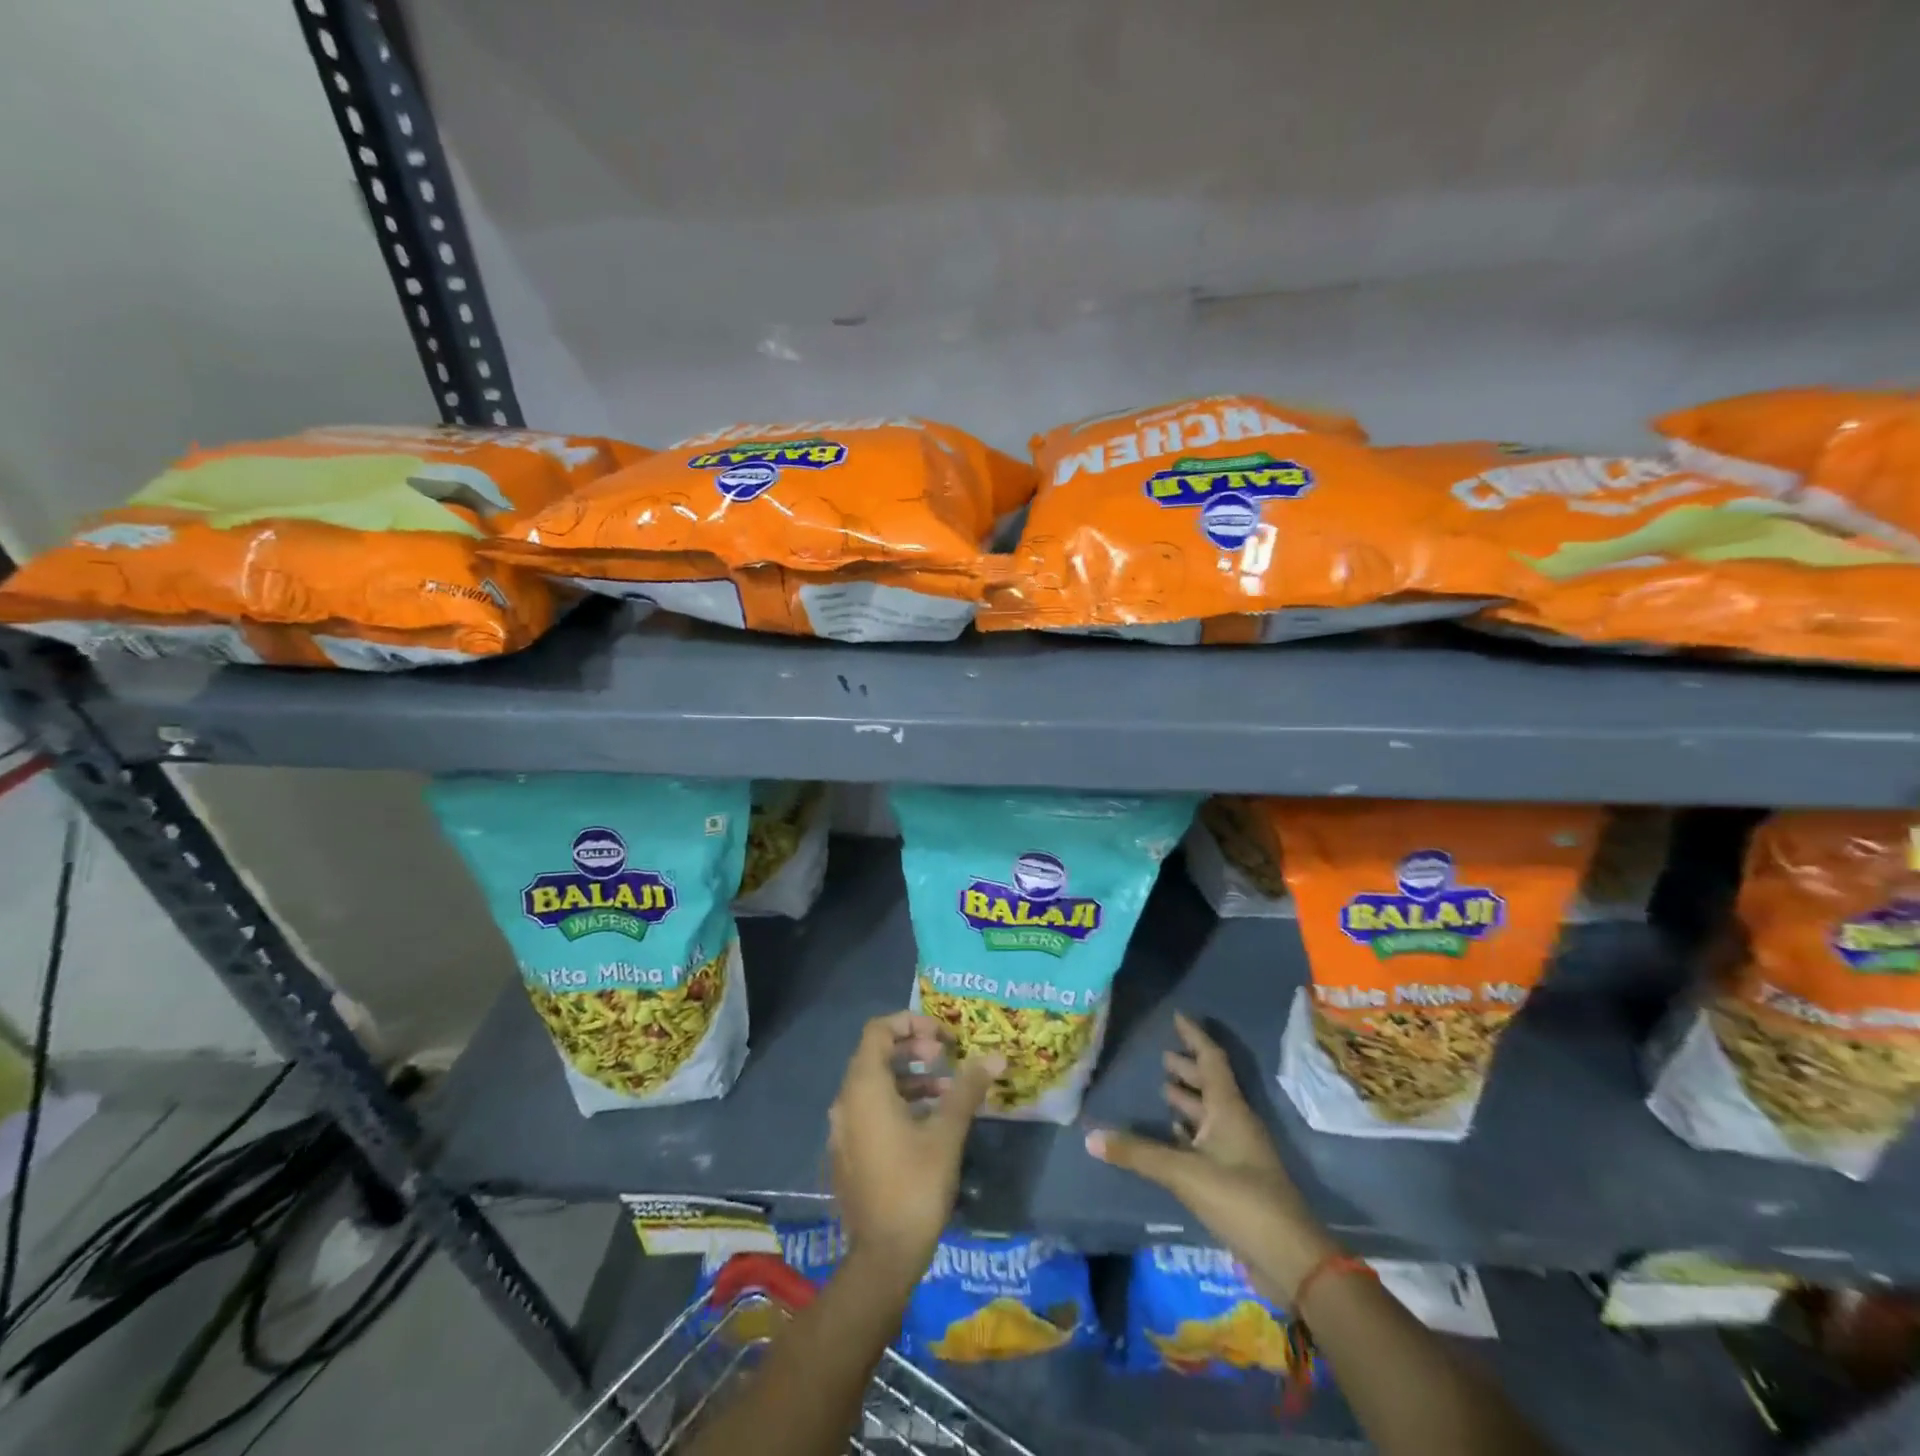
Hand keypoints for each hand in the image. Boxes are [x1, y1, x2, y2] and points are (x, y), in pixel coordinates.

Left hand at [827, 1013, 1002, 1280]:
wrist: (883, 1258)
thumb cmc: (915, 1186)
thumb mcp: (947, 1133)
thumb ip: (967, 1089)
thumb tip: (996, 1056)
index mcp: (864, 1088)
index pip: (878, 1030)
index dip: (910, 1022)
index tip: (942, 1036)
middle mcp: (846, 1101)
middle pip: (875, 1054)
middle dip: (912, 1048)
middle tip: (945, 1057)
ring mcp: (843, 1129)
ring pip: (875, 1084)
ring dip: (909, 1077)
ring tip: (947, 1089)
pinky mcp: (849, 1152)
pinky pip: (870, 1110)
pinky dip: (898, 1102)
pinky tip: (930, 1121)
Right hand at [1086, 1013, 1333, 1302]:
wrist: (1291, 1260)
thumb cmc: (1241, 1200)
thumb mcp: (1184, 1173)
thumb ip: (1138, 1154)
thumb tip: (1090, 1136)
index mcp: (1229, 1109)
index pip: (1211, 1060)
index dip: (1194, 1037)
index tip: (1177, 1017)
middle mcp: (1235, 1123)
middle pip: (1210, 1085)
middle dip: (1187, 1070)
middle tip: (1162, 1057)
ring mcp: (1238, 1153)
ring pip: (1209, 1115)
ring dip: (1188, 1101)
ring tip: (1162, 1090)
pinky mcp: (1236, 1180)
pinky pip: (1209, 1142)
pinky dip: (1190, 1134)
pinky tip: (1172, 1137)